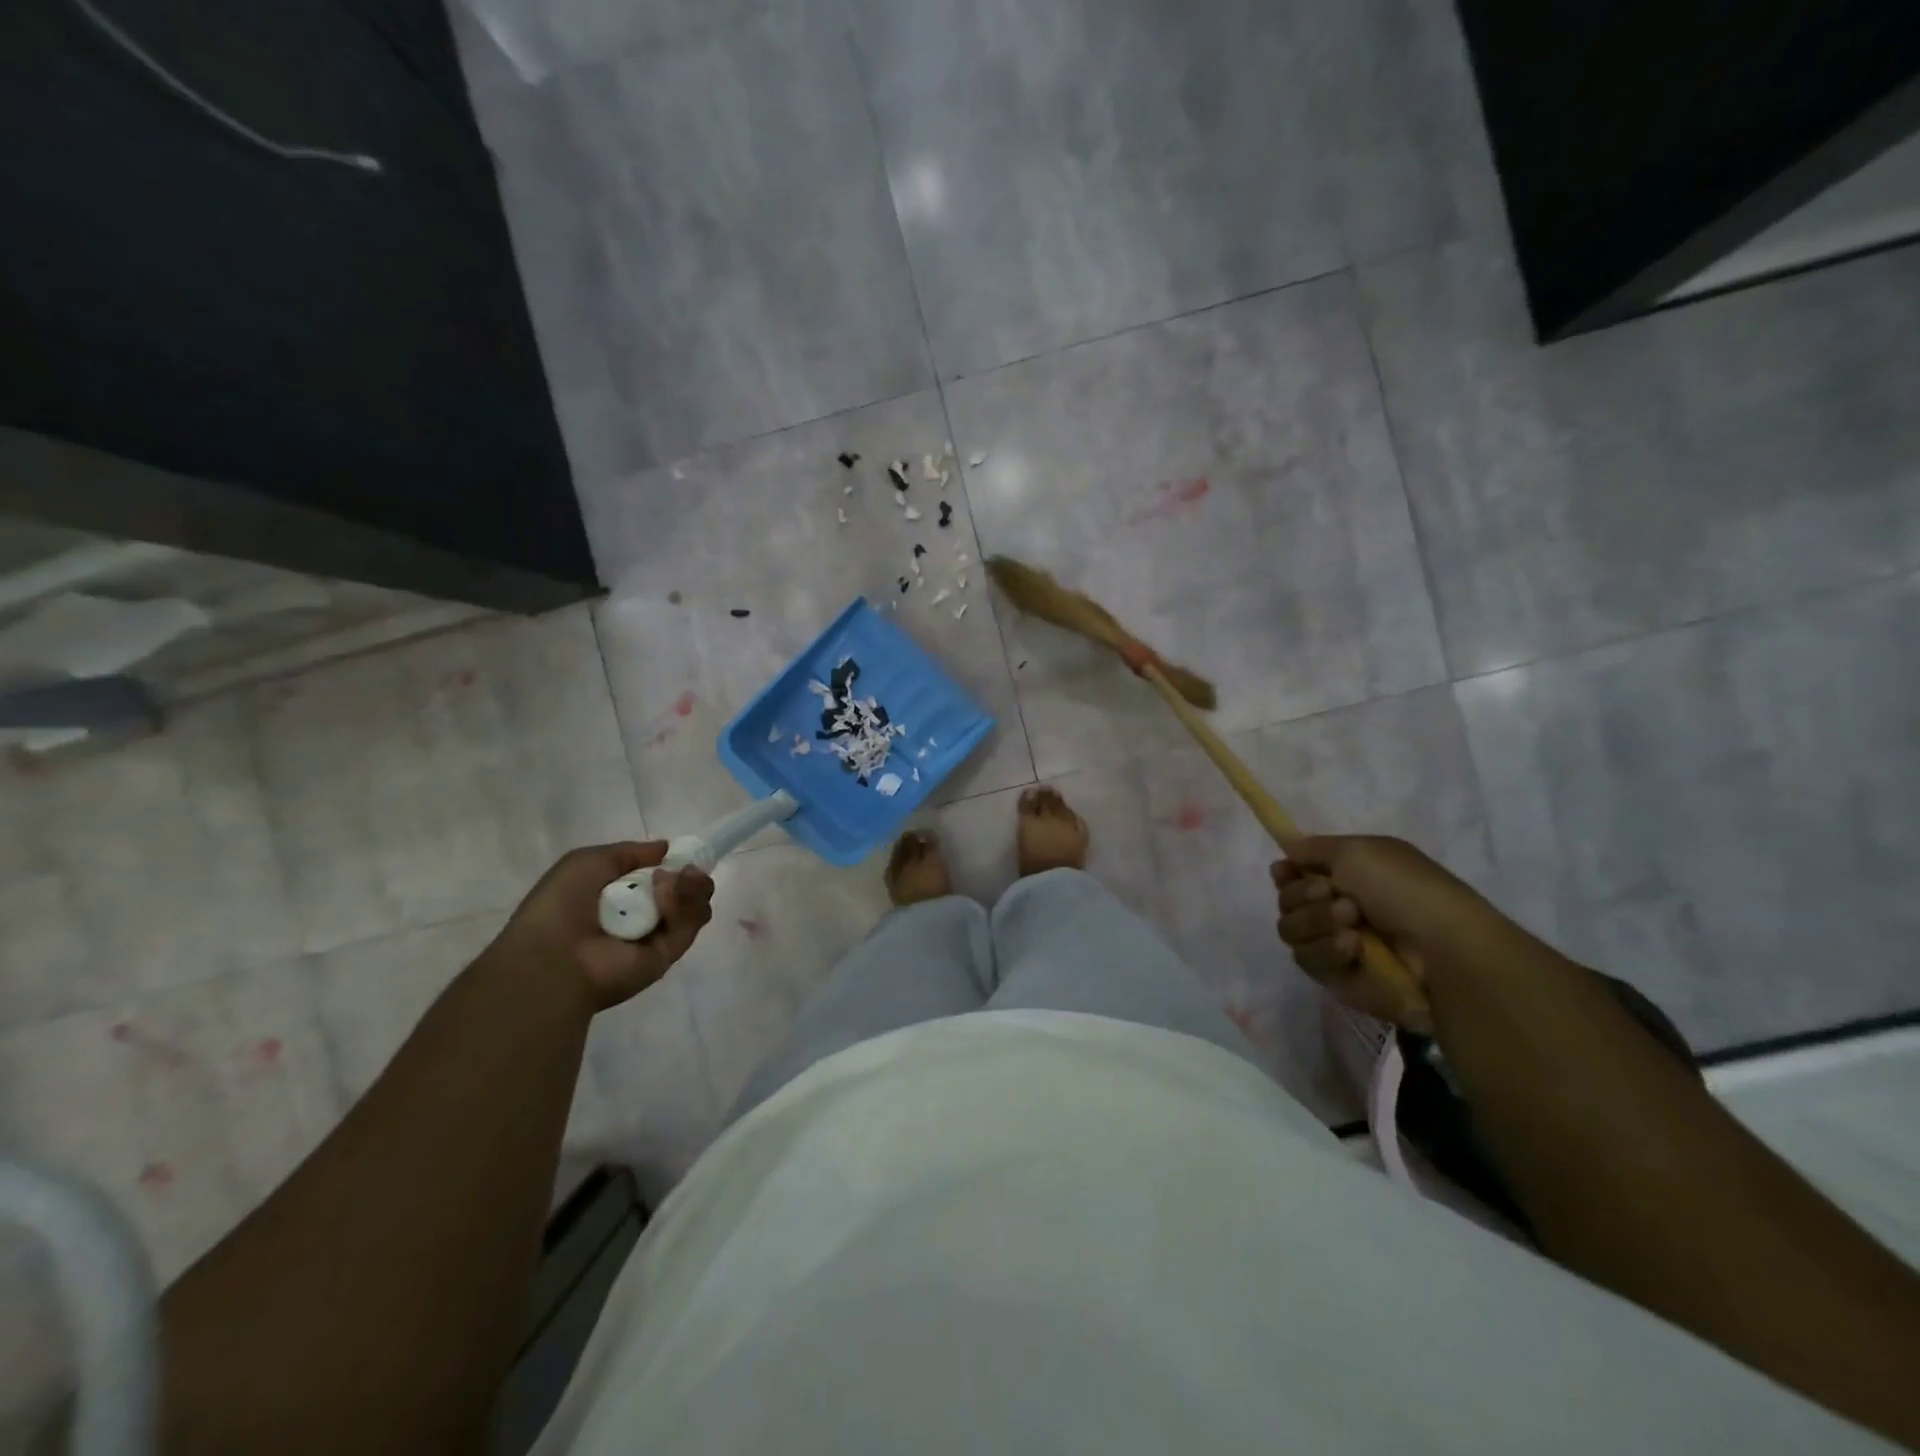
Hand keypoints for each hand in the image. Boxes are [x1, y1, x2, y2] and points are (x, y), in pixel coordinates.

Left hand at [487, 843, 713, 1012]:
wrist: (554, 958)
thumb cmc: (561, 906)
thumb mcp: (587, 861)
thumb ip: (630, 852)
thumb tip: (667, 849)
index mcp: (620, 894)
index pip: (661, 876)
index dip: (674, 863)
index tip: (682, 855)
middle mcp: (642, 914)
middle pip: (685, 889)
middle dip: (690, 874)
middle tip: (685, 870)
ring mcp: (657, 935)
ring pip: (693, 905)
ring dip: (690, 887)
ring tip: (673, 882)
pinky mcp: (669, 954)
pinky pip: (690, 924)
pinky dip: (685, 906)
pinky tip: (667, 897)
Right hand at [1271, 835, 1519, 1026]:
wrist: (1441, 949)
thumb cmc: (1404, 889)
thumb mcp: (1357, 850)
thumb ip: (1313, 847)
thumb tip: (1288, 851)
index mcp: (1346, 875)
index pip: (1293, 873)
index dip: (1285, 873)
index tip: (1285, 872)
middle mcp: (1336, 908)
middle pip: (1286, 901)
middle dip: (1303, 896)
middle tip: (1335, 894)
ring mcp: (1335, 943)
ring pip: (1290, 930)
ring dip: (1316, 922)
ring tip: (1352, 924)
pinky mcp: (1336, 976)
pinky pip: (1307, 960)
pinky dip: (1327, 950)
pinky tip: (1354, 950)